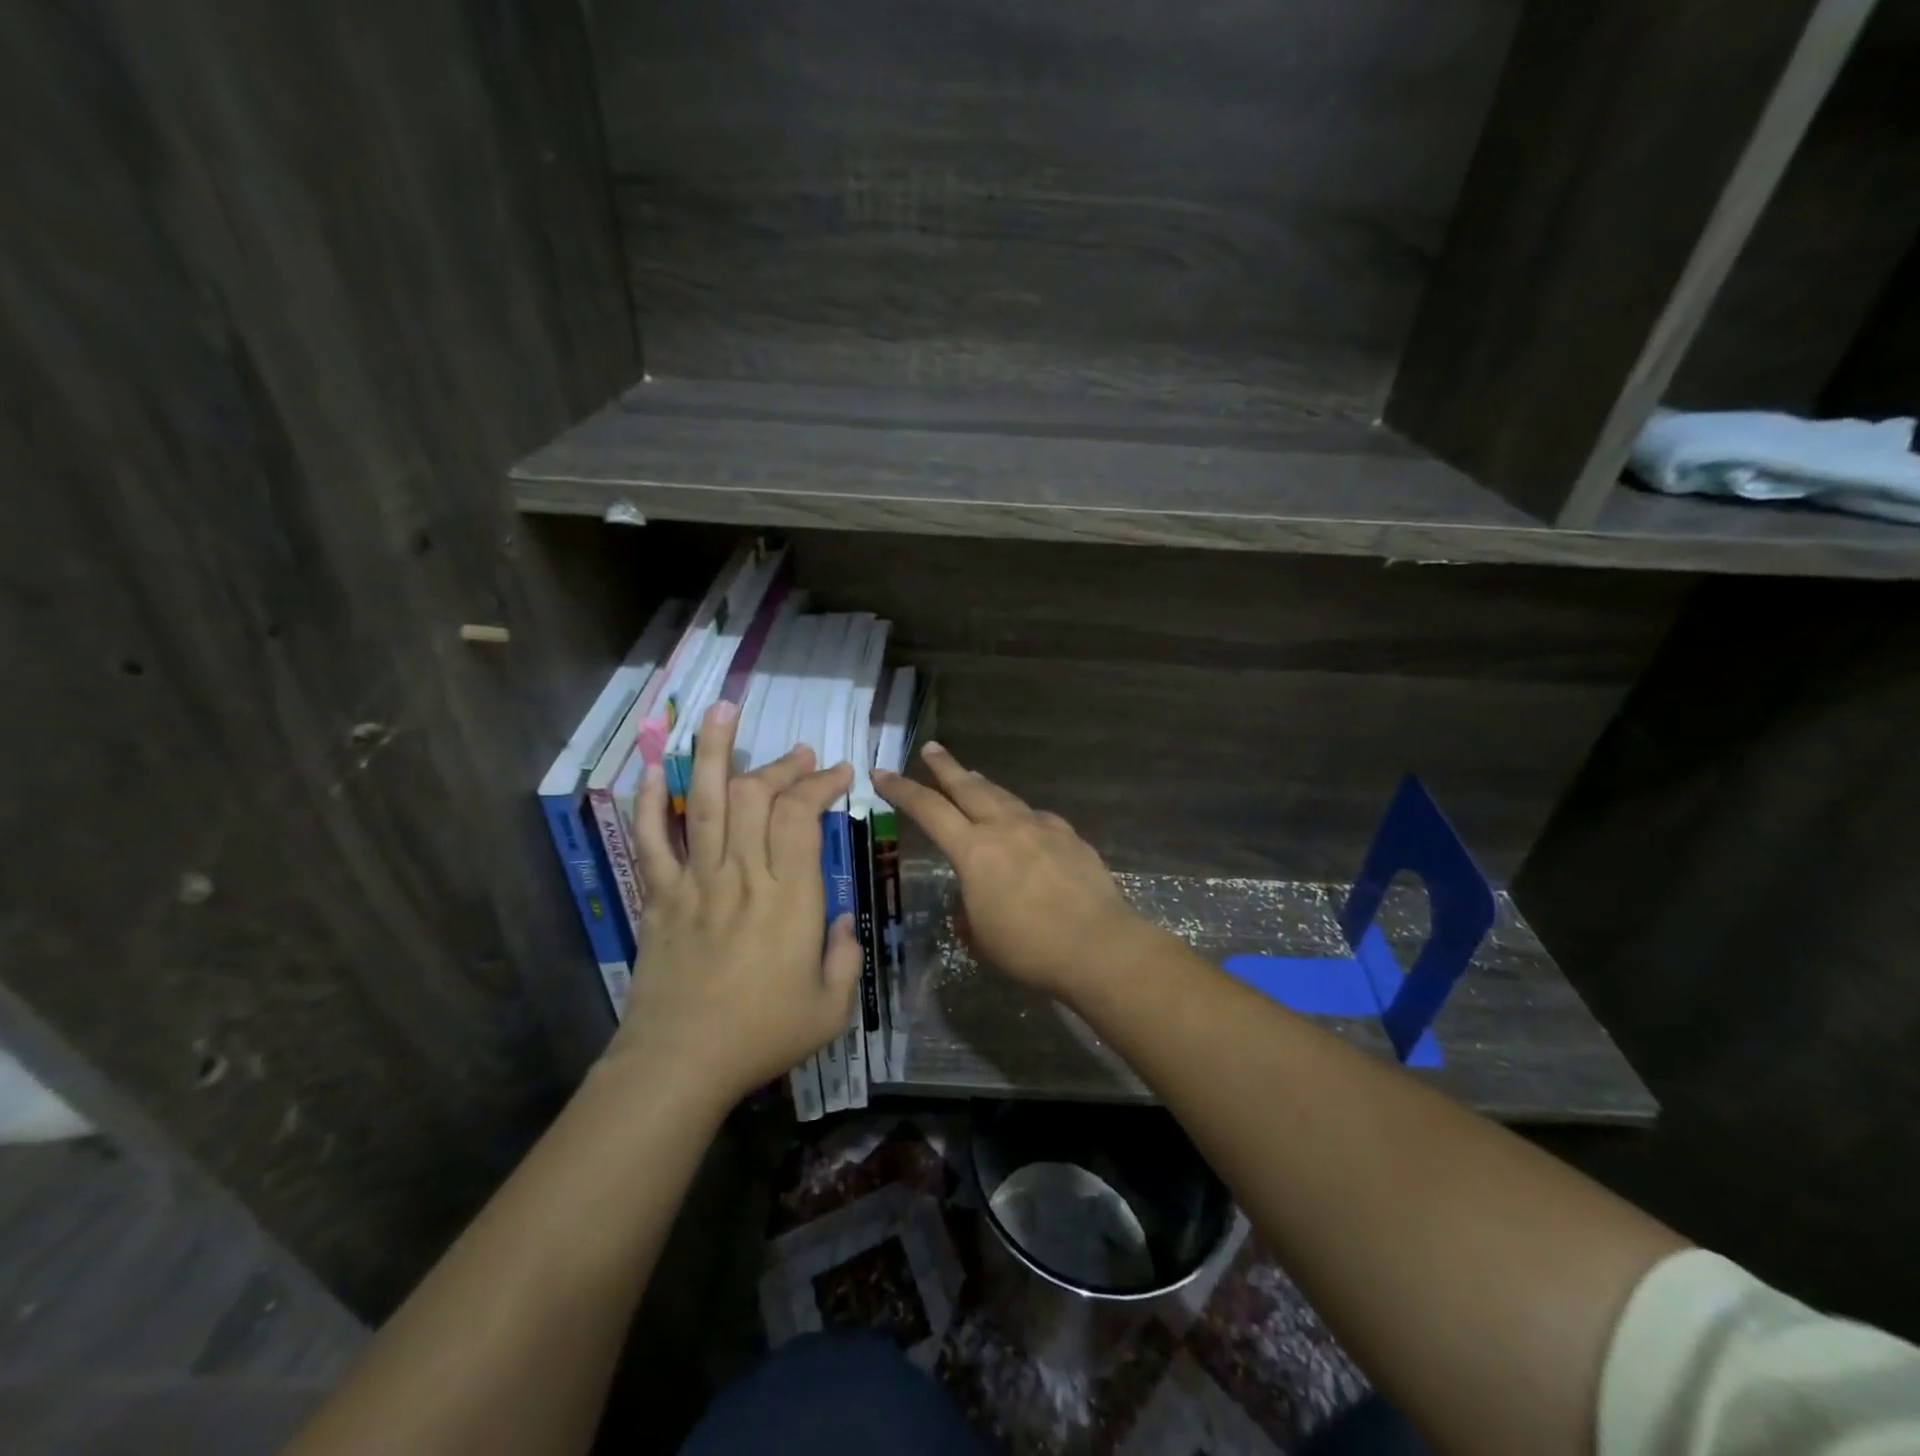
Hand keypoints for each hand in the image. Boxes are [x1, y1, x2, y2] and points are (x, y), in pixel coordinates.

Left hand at [608, 702, 860, 1108]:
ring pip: (704, 801)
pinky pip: (651, 839)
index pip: (802, 814)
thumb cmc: (762, 1035)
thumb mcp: (831, 1008)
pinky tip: (653, 770)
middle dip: (781, 764)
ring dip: (713, 752)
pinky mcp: (659, 896)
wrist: (680, 1063)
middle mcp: (742, 873)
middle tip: (800, 754)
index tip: (839, 772)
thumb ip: (846, 957)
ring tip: (719, 710)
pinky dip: (650, 802)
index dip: (820, 782)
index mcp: (789, 895)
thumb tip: (843, 921)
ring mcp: (695, 880)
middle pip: (756, 795)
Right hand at [875, 743, 1148, 999]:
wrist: (1098, 945)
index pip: (928, 810)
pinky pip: (1036, 818)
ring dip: (983, 786)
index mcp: (974, 850)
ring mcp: (1041, 827)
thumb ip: (968, 908)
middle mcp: (1005, 827)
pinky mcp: (1069, 836)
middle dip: (945, 767)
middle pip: (968, 786)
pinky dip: (1021, 816)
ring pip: (1004, 797)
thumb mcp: (981, 935)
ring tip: (973, 777)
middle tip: (930, 749)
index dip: (901, 790)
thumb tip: (972, 897)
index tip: (882, 773)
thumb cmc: (1029, 948)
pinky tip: (1024, 825)